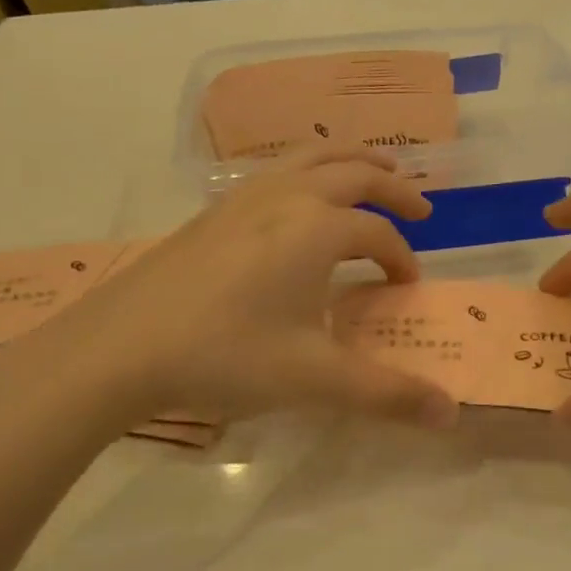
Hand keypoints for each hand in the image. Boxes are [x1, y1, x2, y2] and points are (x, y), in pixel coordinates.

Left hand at [0, 148, 460, 443]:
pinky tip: (298, 201)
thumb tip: (450, 414)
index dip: (402, 259)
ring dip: (351, 161)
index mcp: (318, 228)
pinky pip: (278, 169)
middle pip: (355, 172)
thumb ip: (386, 393)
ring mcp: (245, 196)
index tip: (407, 287)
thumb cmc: (225, 355)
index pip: (378, 235)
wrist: (119, 347)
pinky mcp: (214, 209)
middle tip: (420, 207)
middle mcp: (287, 197)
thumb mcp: (313, 378)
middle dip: (394, 187)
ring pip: (312, 156)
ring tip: (372, 173)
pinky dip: (309, 170)